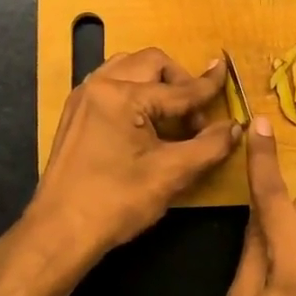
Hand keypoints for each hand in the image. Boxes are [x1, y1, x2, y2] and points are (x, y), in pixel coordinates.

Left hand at [28, 47, 240, 261]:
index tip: (227, 72)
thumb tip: (235, 127)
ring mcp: (83, 97)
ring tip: (171, 117)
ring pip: (129, 68)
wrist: (60, 231)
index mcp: (122, 95)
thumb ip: (209, 146)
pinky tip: (145, 123)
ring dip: (156, 83)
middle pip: (151, 63)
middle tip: (195, 117)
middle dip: (179, 82)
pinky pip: (112, 84)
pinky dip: (135, 91)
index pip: (178, 89)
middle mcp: (99, 85)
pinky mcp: (76, 113)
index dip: (208, 87)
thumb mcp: (171, 174)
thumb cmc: (117, 202)